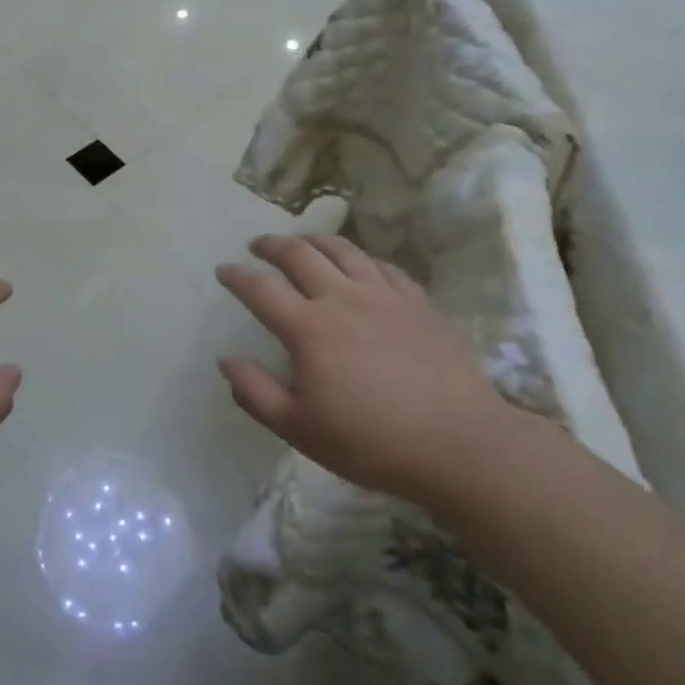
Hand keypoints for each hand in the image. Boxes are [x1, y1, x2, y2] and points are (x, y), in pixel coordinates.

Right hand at [215, 233, 517, 511]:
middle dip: (272, 245)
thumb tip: (226, 360)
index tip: (223, 270)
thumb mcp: (300, 429)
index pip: (260, 289)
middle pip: (300, 255)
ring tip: (302, 240)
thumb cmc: (372, 443)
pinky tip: (359, 264)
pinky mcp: (418, 303)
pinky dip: (361, 258)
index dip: (237, 276)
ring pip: (343, 250)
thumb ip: (256, 392)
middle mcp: (342, 299)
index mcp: (308, 329)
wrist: (460, 444)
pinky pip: (383, 267)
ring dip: (314, 239)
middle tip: (258, 245)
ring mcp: (384, 296)